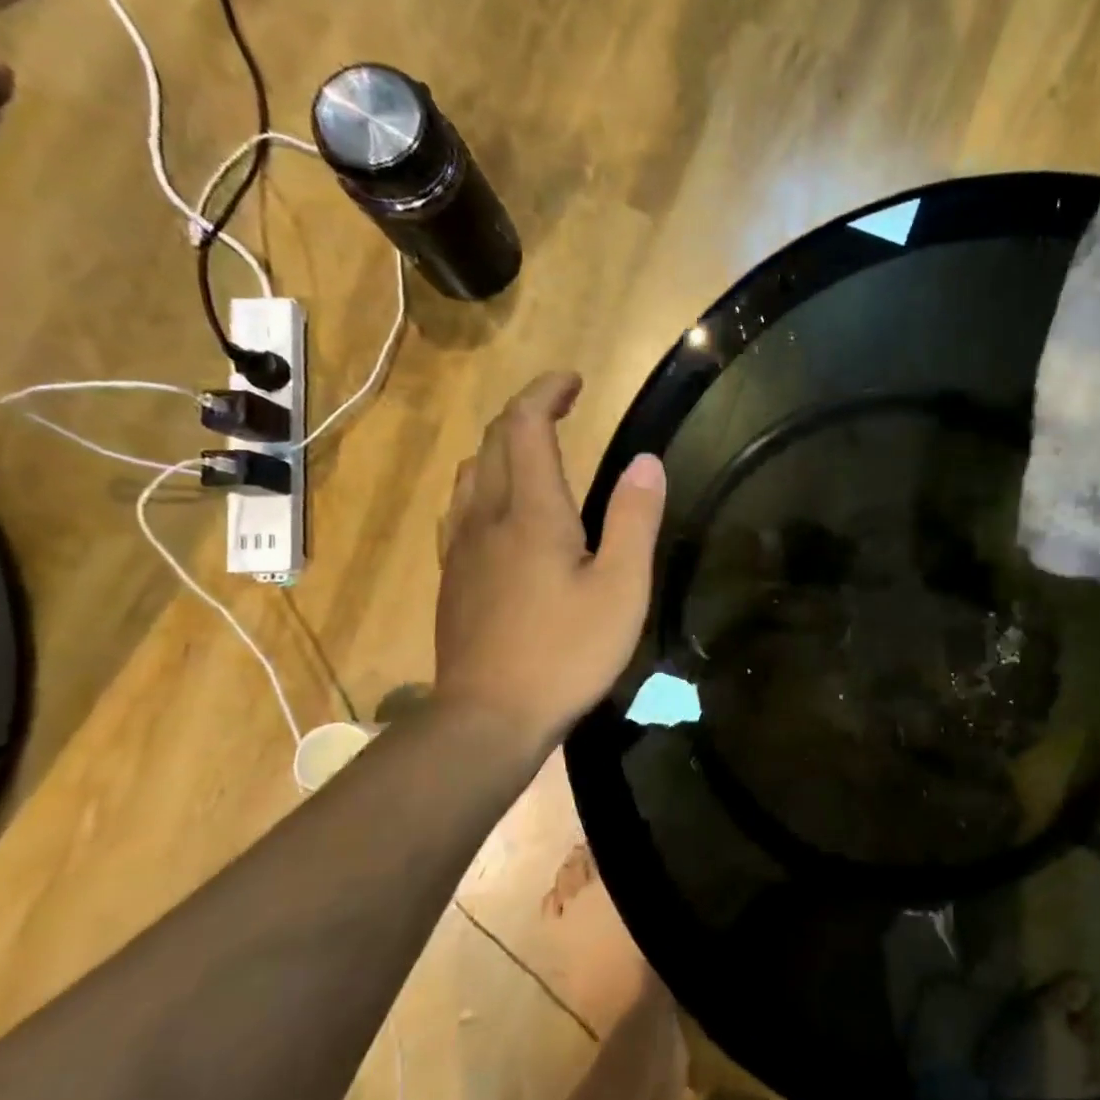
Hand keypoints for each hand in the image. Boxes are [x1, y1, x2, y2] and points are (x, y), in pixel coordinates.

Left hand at [434, 372, 666, 744]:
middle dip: (526, 412)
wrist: (488, 718)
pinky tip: (498, 512)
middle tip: (561, 408)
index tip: (573, 381)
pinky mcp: (452, 578)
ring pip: (470, 474)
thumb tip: (647, 461)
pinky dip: (483, 486)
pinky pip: (460, 510)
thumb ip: (635, 520)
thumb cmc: (565, 653)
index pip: (526, 426)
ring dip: (501, 448)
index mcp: (531, 512)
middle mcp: (487, 517)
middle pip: (494, 442)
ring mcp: (461, 549)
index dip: (546, 392)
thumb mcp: (622, 590)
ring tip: (534, 454)